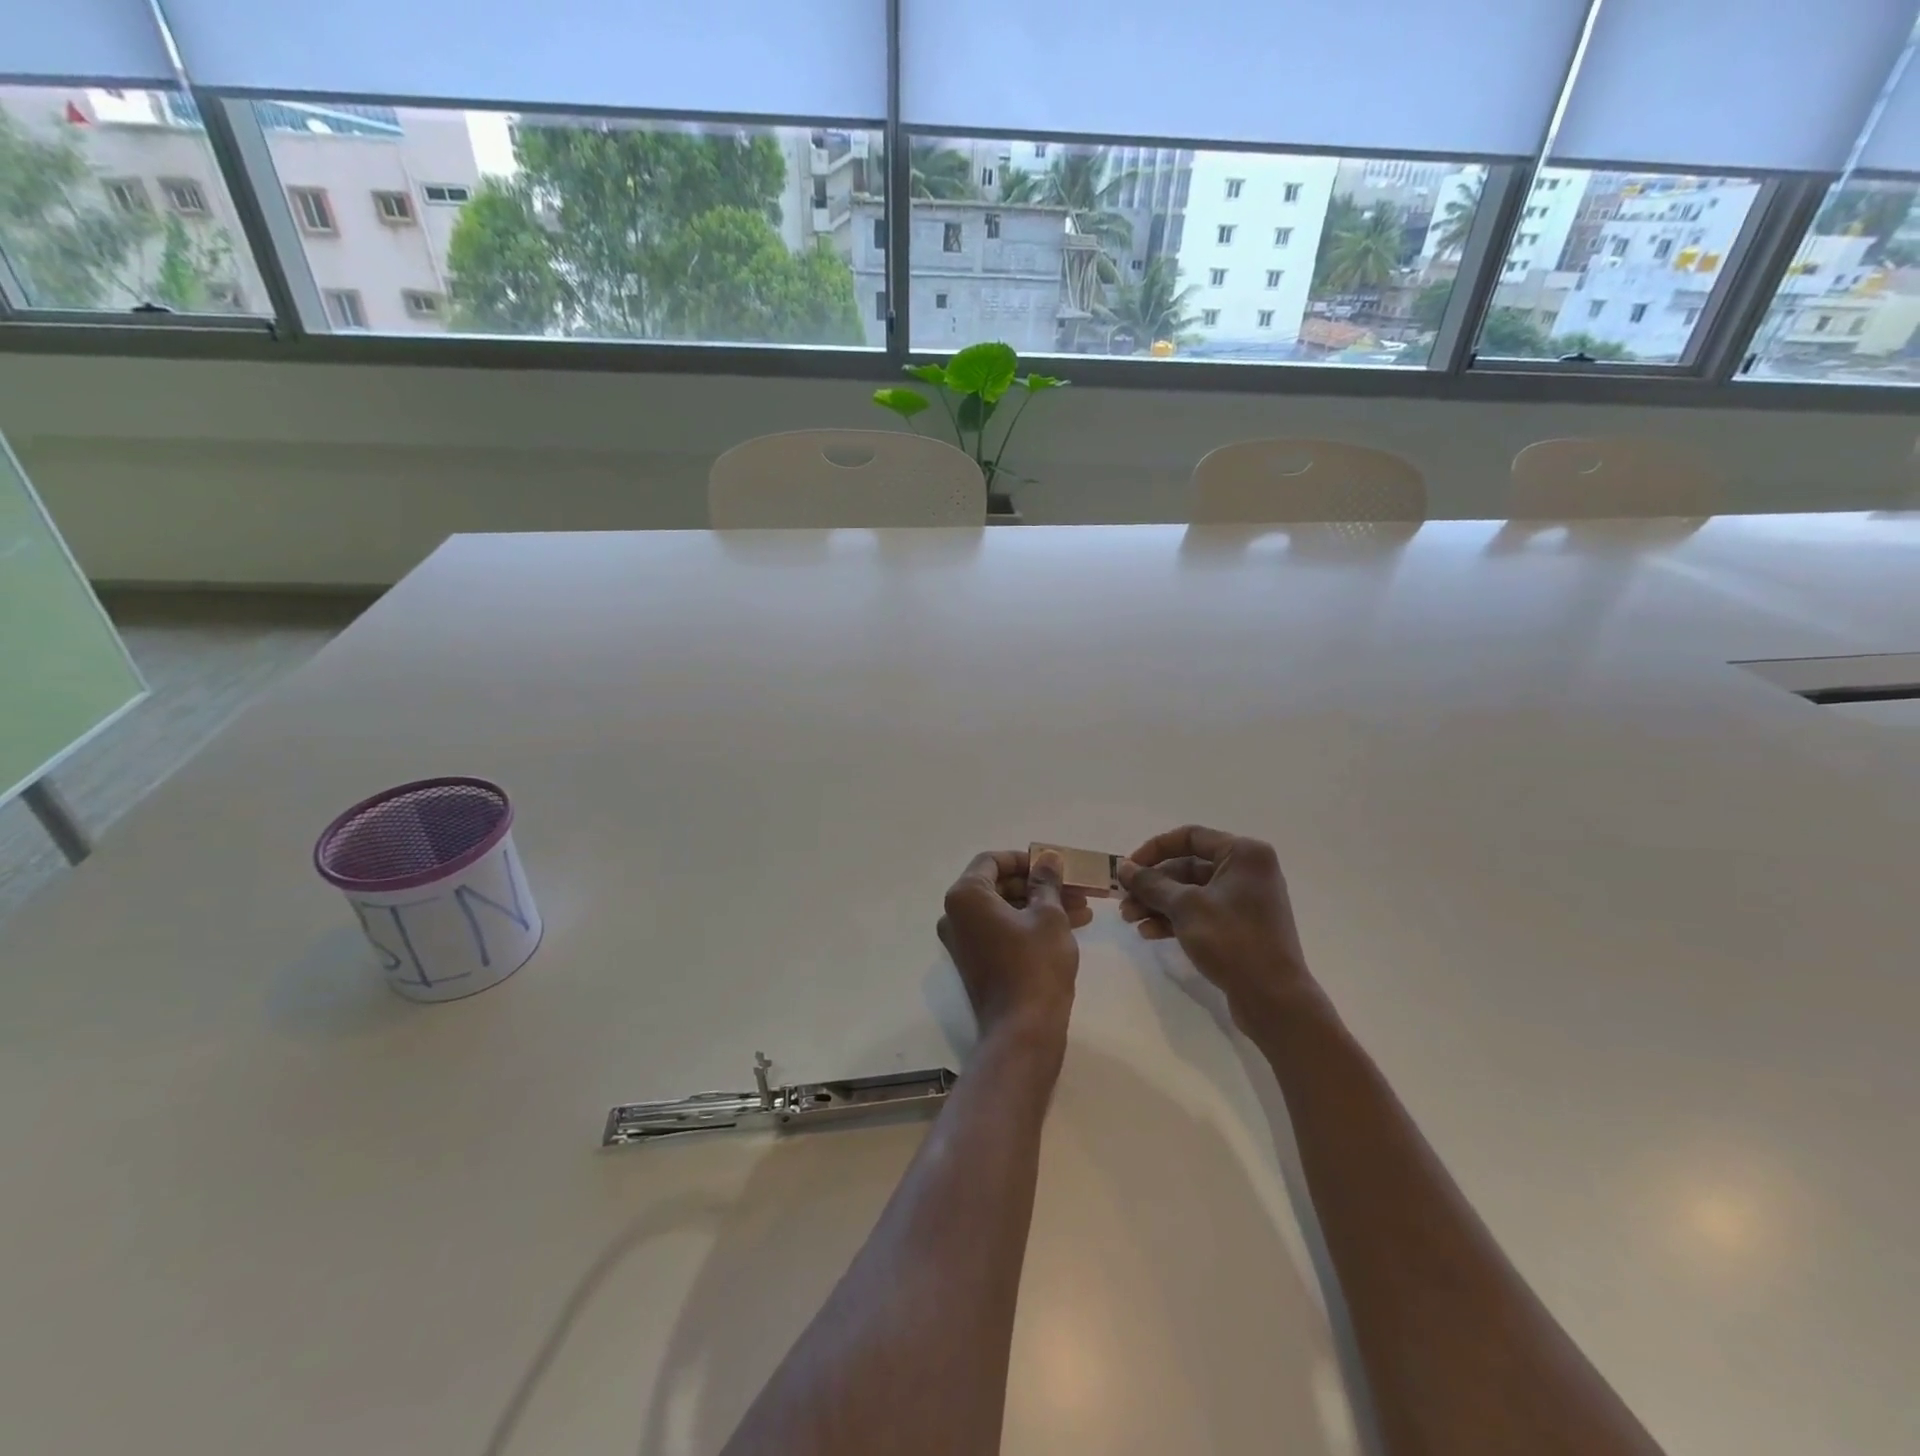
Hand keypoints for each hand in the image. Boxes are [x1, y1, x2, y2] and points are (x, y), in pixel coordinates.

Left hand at [938, 850, 1089, 1044]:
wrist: (1023, 1031)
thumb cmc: (1035, 965)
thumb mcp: (1048, 916)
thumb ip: (1046, 881)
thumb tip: (1049, 858)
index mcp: (966, 896)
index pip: (992, 861)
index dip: (1025, 859)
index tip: (1054, 865)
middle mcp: (956, 915)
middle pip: (1001, 885)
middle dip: (1040, 884)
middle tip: (1076, 886)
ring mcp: (965, 941)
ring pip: (1007, 909)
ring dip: (1043, 904)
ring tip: (1083, 906)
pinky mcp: (978, 961)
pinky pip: (1004, 930)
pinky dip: (1033, 924)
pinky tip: (1073, 924)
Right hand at [1117, 825, 1317, 1026]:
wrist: (1274, 998)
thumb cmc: (1232, 940)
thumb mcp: (1186, 907)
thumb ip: (1151, 883)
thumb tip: (1124, 867)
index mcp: (1243, 854)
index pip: (1190, 837)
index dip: (1154, 849)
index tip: (1128, 868)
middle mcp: (1247, 871)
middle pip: (1187, 867)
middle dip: (1152, 885)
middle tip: (1123, 901)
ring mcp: (1244, 901)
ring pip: (1191, 893)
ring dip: (1158, 904)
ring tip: (1130, 920)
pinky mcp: (1240, 927)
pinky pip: (1201, 913)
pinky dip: (1175, 920)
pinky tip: (1149, 934)